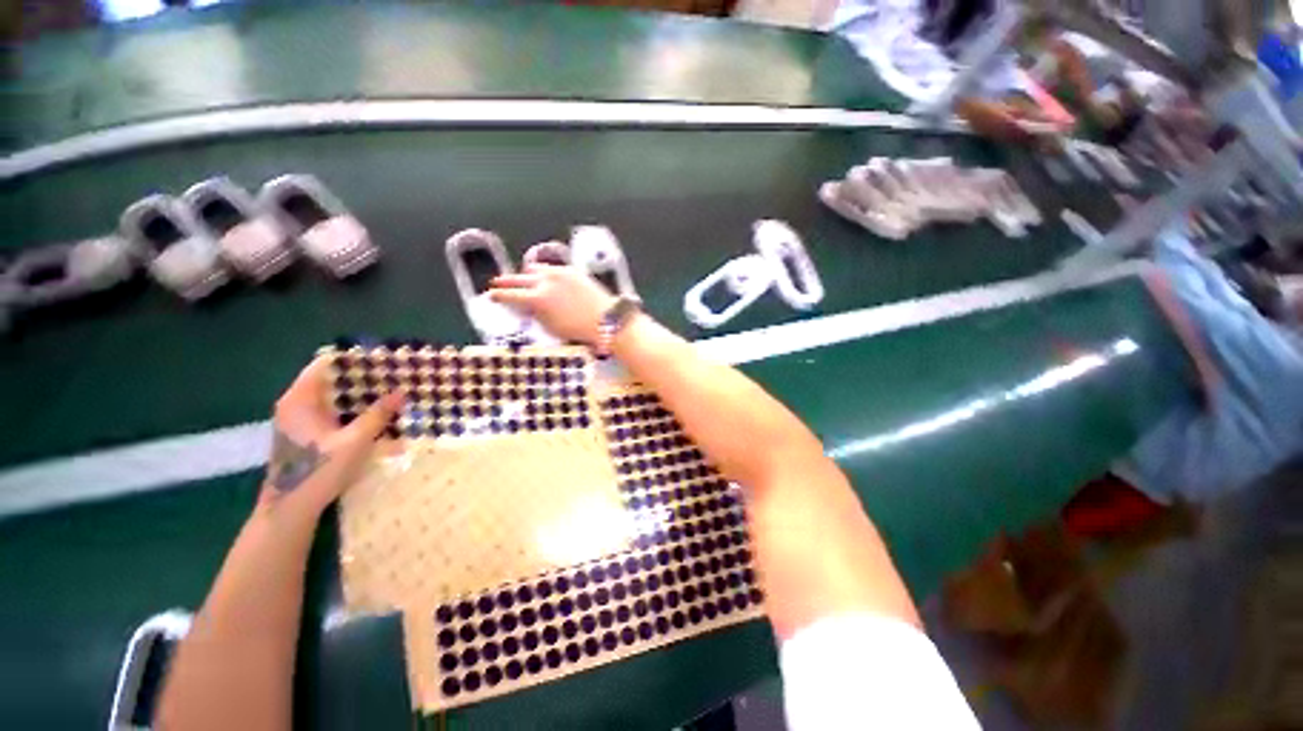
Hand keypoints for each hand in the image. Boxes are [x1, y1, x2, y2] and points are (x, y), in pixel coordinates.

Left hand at [264, 358, 404, 514]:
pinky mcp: (306, 434)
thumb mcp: (354, 442)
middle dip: (362, 377)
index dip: (353, 359)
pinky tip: (375, 415)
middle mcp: (296, 404)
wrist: (290, 509)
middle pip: (330, 380)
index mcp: (299, 399)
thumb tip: (402, 392)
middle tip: (394, 376)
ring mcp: (299, 420)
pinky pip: (332, 412)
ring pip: (332, 397)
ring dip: (359, 395)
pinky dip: (352, 410)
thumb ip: (377, 415)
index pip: (325, 364)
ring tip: (390, 392)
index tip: (382, 358)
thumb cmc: (317, 471)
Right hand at [490, 263, 616, 344]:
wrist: (607, 319)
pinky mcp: (573, 271)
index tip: (491, 295)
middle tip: (497, 283)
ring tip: (523, 278)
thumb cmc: (579, 330)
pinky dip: (545, 272)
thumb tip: (525, 307)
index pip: (510, 295)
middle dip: (506, 281)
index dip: (498, 295)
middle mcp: (546, 281)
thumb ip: (534, 314)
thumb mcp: (551, 327)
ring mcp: (560, 273)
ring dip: (526, 274)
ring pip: (535, 268)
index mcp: (537, 298)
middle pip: (519, 278)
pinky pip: (552, 267)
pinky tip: (545, 276)